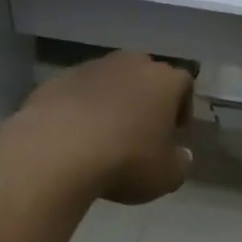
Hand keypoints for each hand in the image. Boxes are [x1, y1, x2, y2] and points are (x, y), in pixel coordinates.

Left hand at [17, 51, 194, 203]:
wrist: (58, 151)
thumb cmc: (126, 161)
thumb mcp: (167, 176)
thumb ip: (180, 163)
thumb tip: (181, 154)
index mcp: (164, 81)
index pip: (184, 83)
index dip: (183, 106)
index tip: (176, 131)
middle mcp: (130, 65)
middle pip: (146, 74)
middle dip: (147, 98)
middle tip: (143, 128)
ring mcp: (90, 68)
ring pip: (110, 80)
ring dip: (113, 100)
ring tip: (106, 133)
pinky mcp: (57, 80)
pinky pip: (78, 92)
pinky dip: (81, 107)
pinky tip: (76, 135)